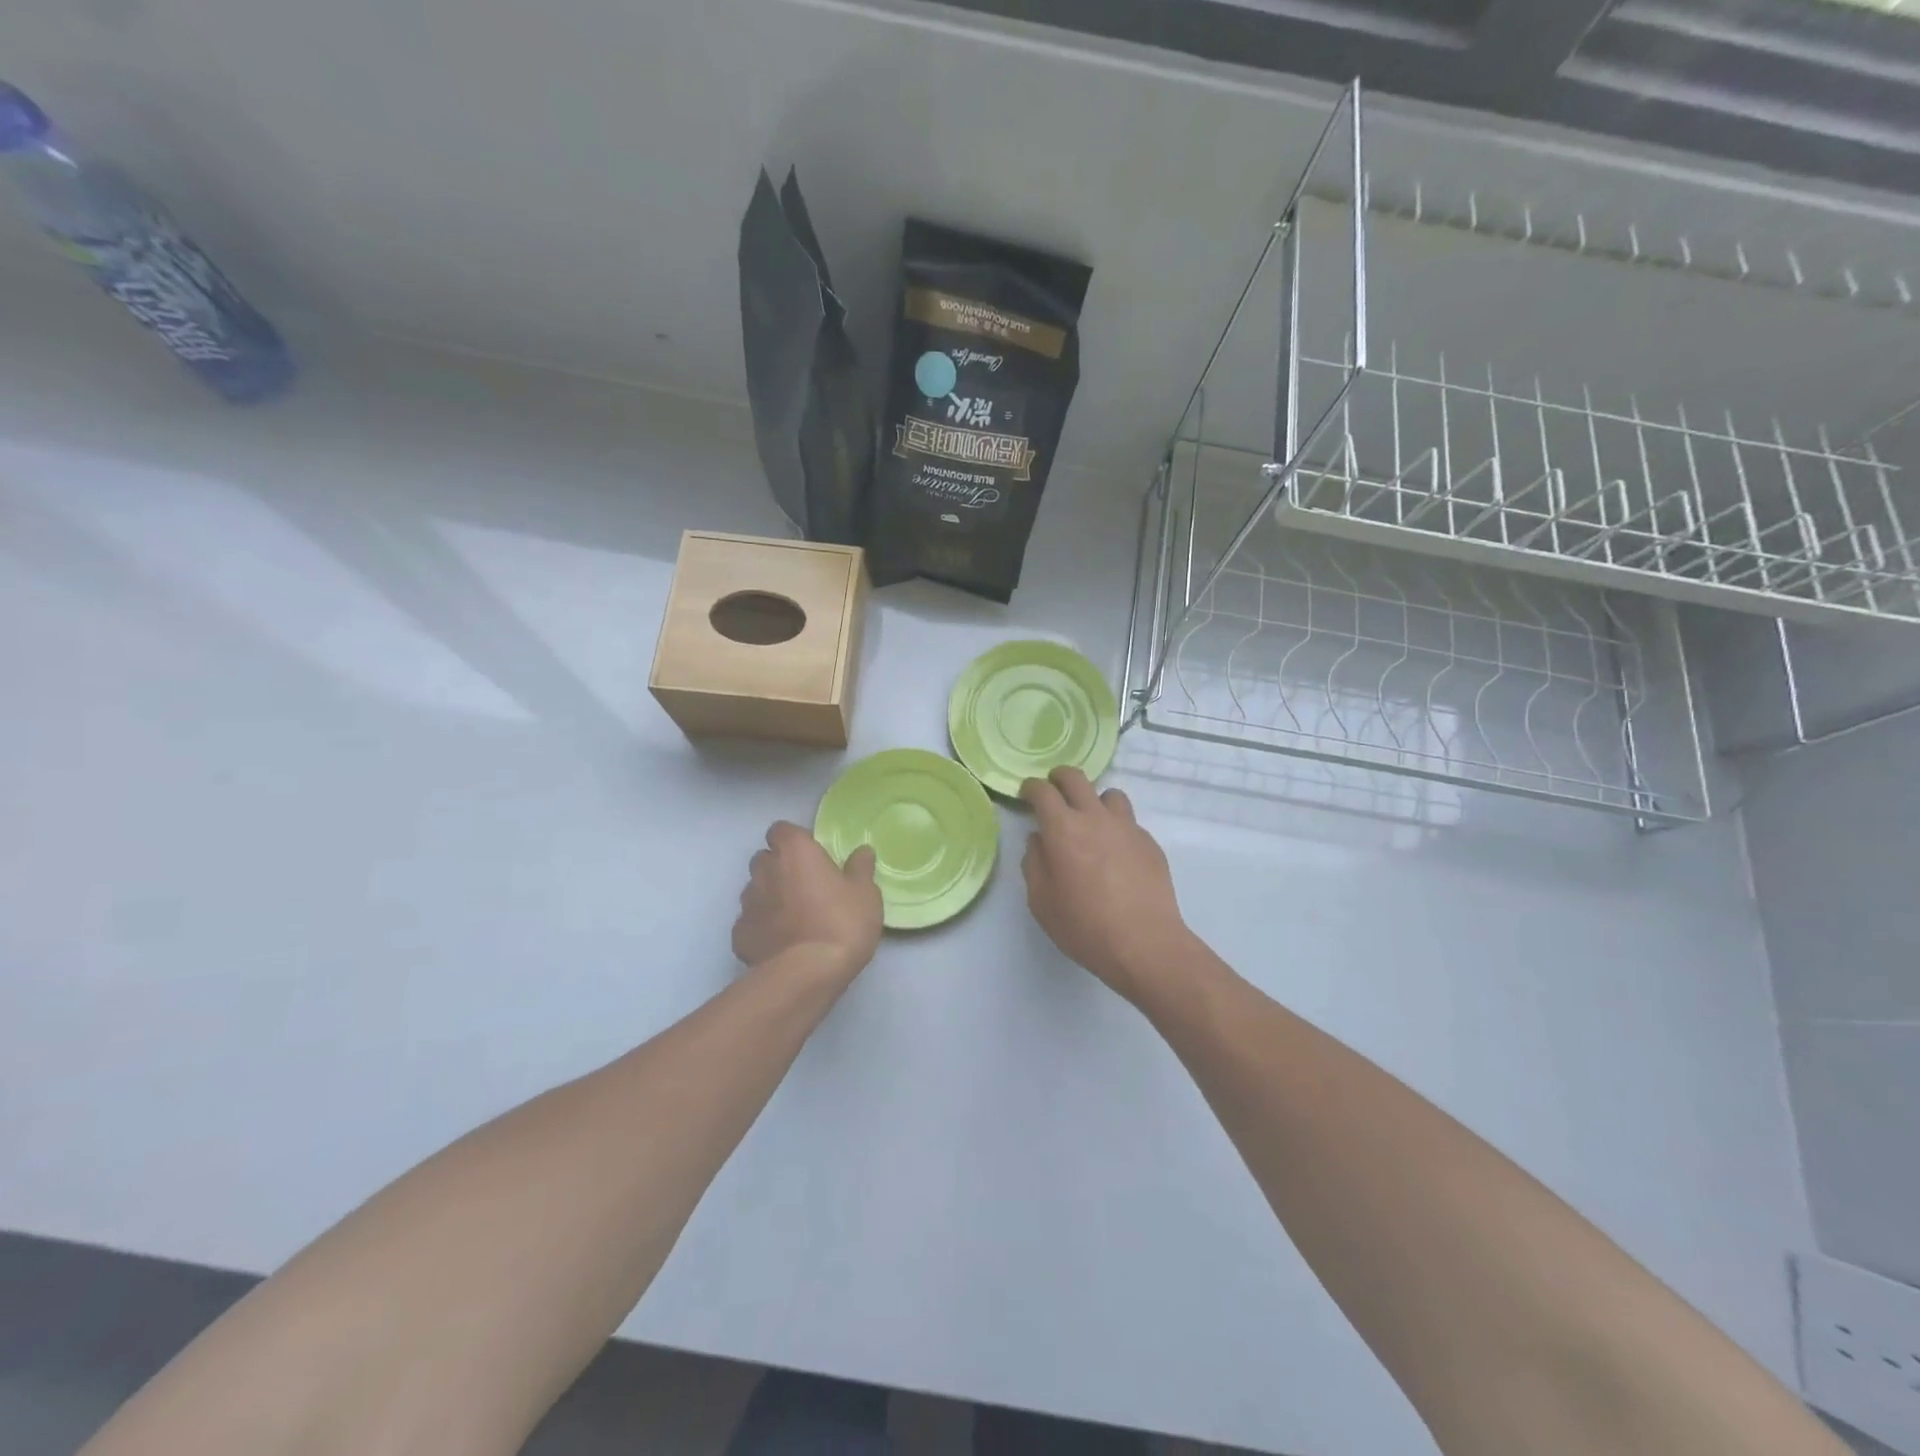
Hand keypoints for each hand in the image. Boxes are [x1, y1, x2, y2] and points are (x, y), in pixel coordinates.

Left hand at [733, 822, 881, 978]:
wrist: (807, 973)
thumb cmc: (841, 923)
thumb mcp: (866, 893)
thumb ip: (860, 869)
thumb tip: (862, 851)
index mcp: (795, 852)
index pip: (781, 830)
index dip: (794, 840)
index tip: (811, 855)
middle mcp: (765, 871)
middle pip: (765, 859)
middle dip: (779, 867)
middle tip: (805, 886)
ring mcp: (748, 904)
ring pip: (755, 890)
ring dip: (770, 897)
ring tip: (793, 918)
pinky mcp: (739, 935)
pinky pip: (750, 922)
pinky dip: (762, 928)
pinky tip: (780, 943)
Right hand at [1020, 767, 1190, 1004]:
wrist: (1145, 943)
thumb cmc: (1084, 926)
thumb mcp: (1041, 901)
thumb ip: (1034, 863)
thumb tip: (1039, 840)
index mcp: (1063, 828)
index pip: (1043, 791)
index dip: (1031, 788)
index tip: (1026, 795)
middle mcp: (1095, 817)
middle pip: (1076, 778)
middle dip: (1059, 778)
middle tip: (1054, 792)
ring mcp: (1127, 827)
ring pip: (1110, 794)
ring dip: (1094, 801)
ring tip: (1091, 822)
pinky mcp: (1149, 843)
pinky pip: (1129, 823)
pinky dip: (1117, 829)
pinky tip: (1116, 855)